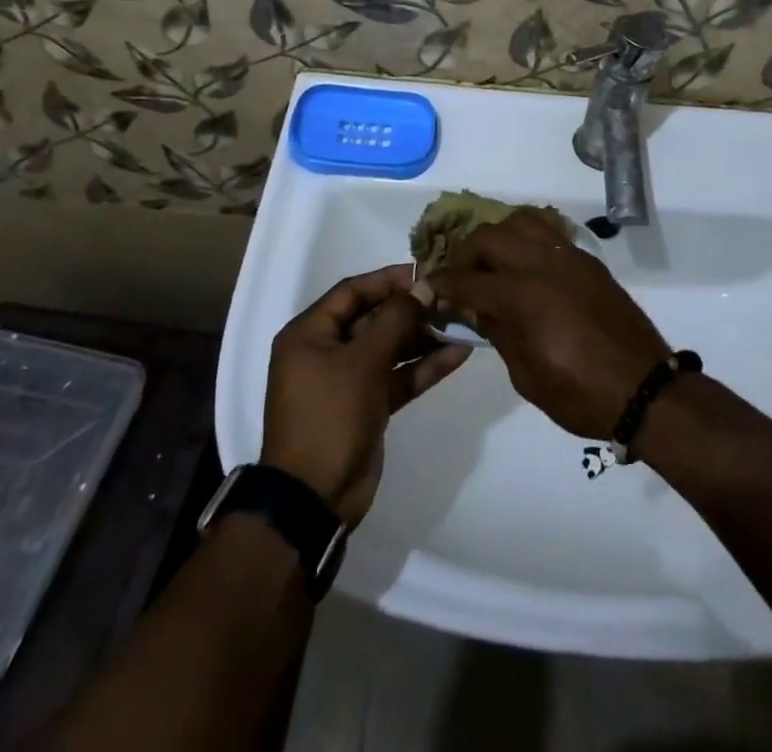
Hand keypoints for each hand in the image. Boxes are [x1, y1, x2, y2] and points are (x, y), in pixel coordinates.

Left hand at [261, 264, 469, 527]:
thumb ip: (396, 320)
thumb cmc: (330, 416)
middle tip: (449, 298)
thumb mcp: (363, 361)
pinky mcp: (367, 405)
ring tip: (461, 321)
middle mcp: (326, 351)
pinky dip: (423, 366)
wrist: (314, 498)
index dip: (388, 279)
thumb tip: (423, 287)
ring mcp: (348, 380)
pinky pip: (397, 376)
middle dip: (411, 309)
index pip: (352, 291)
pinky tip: (458, 354)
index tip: (424, 272)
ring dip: (423, 337)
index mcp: (310, 333)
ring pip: (390, 347)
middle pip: (373, 318)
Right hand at [423, 211, 668, 438]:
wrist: (644, 388)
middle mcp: (542, 264)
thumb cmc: (580, 394)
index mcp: (522, 297)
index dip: (442, 285)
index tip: (429, 289)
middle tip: (462, 279)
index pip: (467, 281)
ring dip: (499, 238)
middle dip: (466, 254)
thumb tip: (473, 307)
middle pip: (489, 237)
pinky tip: (525, 265)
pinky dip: (528, 238)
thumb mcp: (527, 375)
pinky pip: (549, 232)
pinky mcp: (587, 260)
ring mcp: (568, 257)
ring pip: (520, 222)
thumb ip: (497, 332)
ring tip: (494, 264)